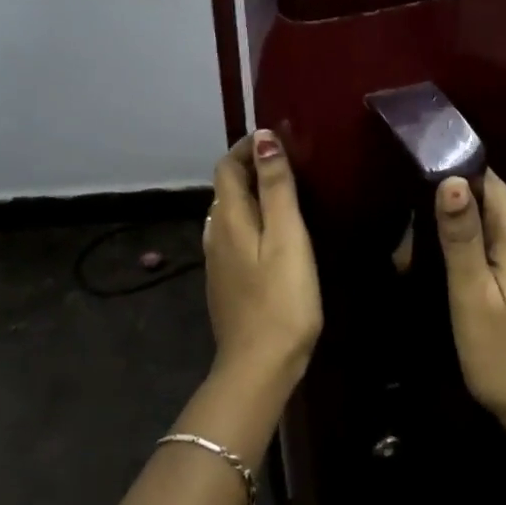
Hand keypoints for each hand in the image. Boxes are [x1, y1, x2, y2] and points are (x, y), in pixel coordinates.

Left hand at [203, 131, 322, 388]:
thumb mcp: (287, 236)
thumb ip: (276, 187)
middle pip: (227, 188)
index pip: (227, 167)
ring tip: (286, 192)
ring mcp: (218, 262)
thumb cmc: (281, 298)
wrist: (259, 367)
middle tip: (289, 162)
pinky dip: (252, 220)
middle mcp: (216, 235)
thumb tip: (263, 137)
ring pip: (230, 213)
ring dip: (252, 194)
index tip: (279, 138)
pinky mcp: (227, 282)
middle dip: (251, 167)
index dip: (247, 147)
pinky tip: (275, 234)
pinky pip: (235, 236)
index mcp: (229, 219)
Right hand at [436, 171, 505, 441]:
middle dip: (450, 206)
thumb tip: (452, 179)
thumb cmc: (505, 354)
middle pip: (489, 203)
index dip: (456, 173)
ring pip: (492, 226)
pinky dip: (472, 251)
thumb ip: (462, 237)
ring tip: (416, 248)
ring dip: (459, 231)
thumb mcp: (473, 295)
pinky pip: (498, 248)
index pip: (489, 182)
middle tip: (407, 229)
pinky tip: (447, 267)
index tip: (417, 177)